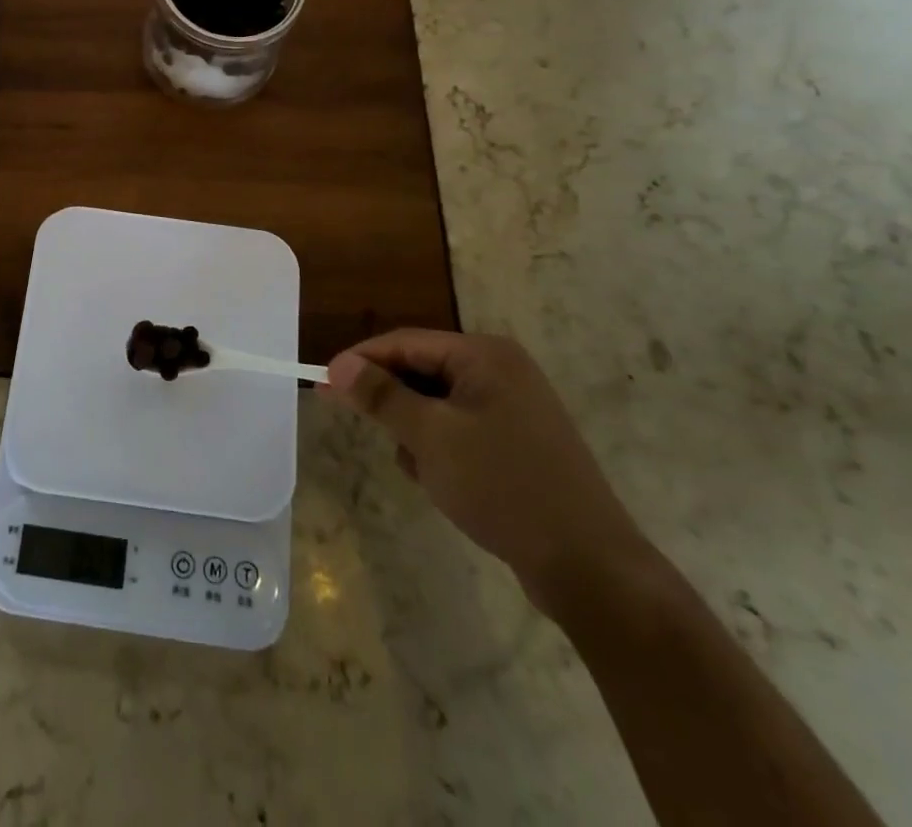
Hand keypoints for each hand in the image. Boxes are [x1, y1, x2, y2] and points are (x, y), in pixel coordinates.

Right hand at [325, 330, 653, 610]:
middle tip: (370, 431)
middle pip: (421, 371)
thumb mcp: (431, 437)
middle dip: (395, 405)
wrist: (590, 569)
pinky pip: (460, 430)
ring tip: (425, 472)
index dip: (360, 362)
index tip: (321, 384)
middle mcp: (502, 371)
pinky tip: (447, 485)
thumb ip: (380, 396)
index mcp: (485, 355)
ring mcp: (515, 408)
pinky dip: (442, 451)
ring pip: (436, 405)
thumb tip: (336, 365)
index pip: (405, 342)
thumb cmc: (503, 488)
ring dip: (418, 433)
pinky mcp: (519, 444)